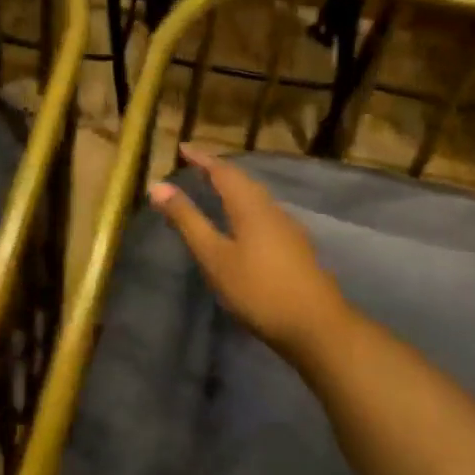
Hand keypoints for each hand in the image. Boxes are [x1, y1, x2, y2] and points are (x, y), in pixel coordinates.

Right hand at [148, 145, 359, 356]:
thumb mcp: (214, 256)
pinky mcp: (295, 247)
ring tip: (215, 190)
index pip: (223, 171)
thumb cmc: (258, 289)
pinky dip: (245, 206)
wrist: (317, 327)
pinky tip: (241, 223)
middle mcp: (271, 209)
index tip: (183, 147)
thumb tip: (158, 186)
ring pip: (256, 197)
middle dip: (219, 170)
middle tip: (196, 166)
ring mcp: (288, 228)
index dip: (202, 158)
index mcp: (250, 205)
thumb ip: (187, 220)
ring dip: (234, 188)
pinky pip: (264, 213)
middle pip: (243, 181)